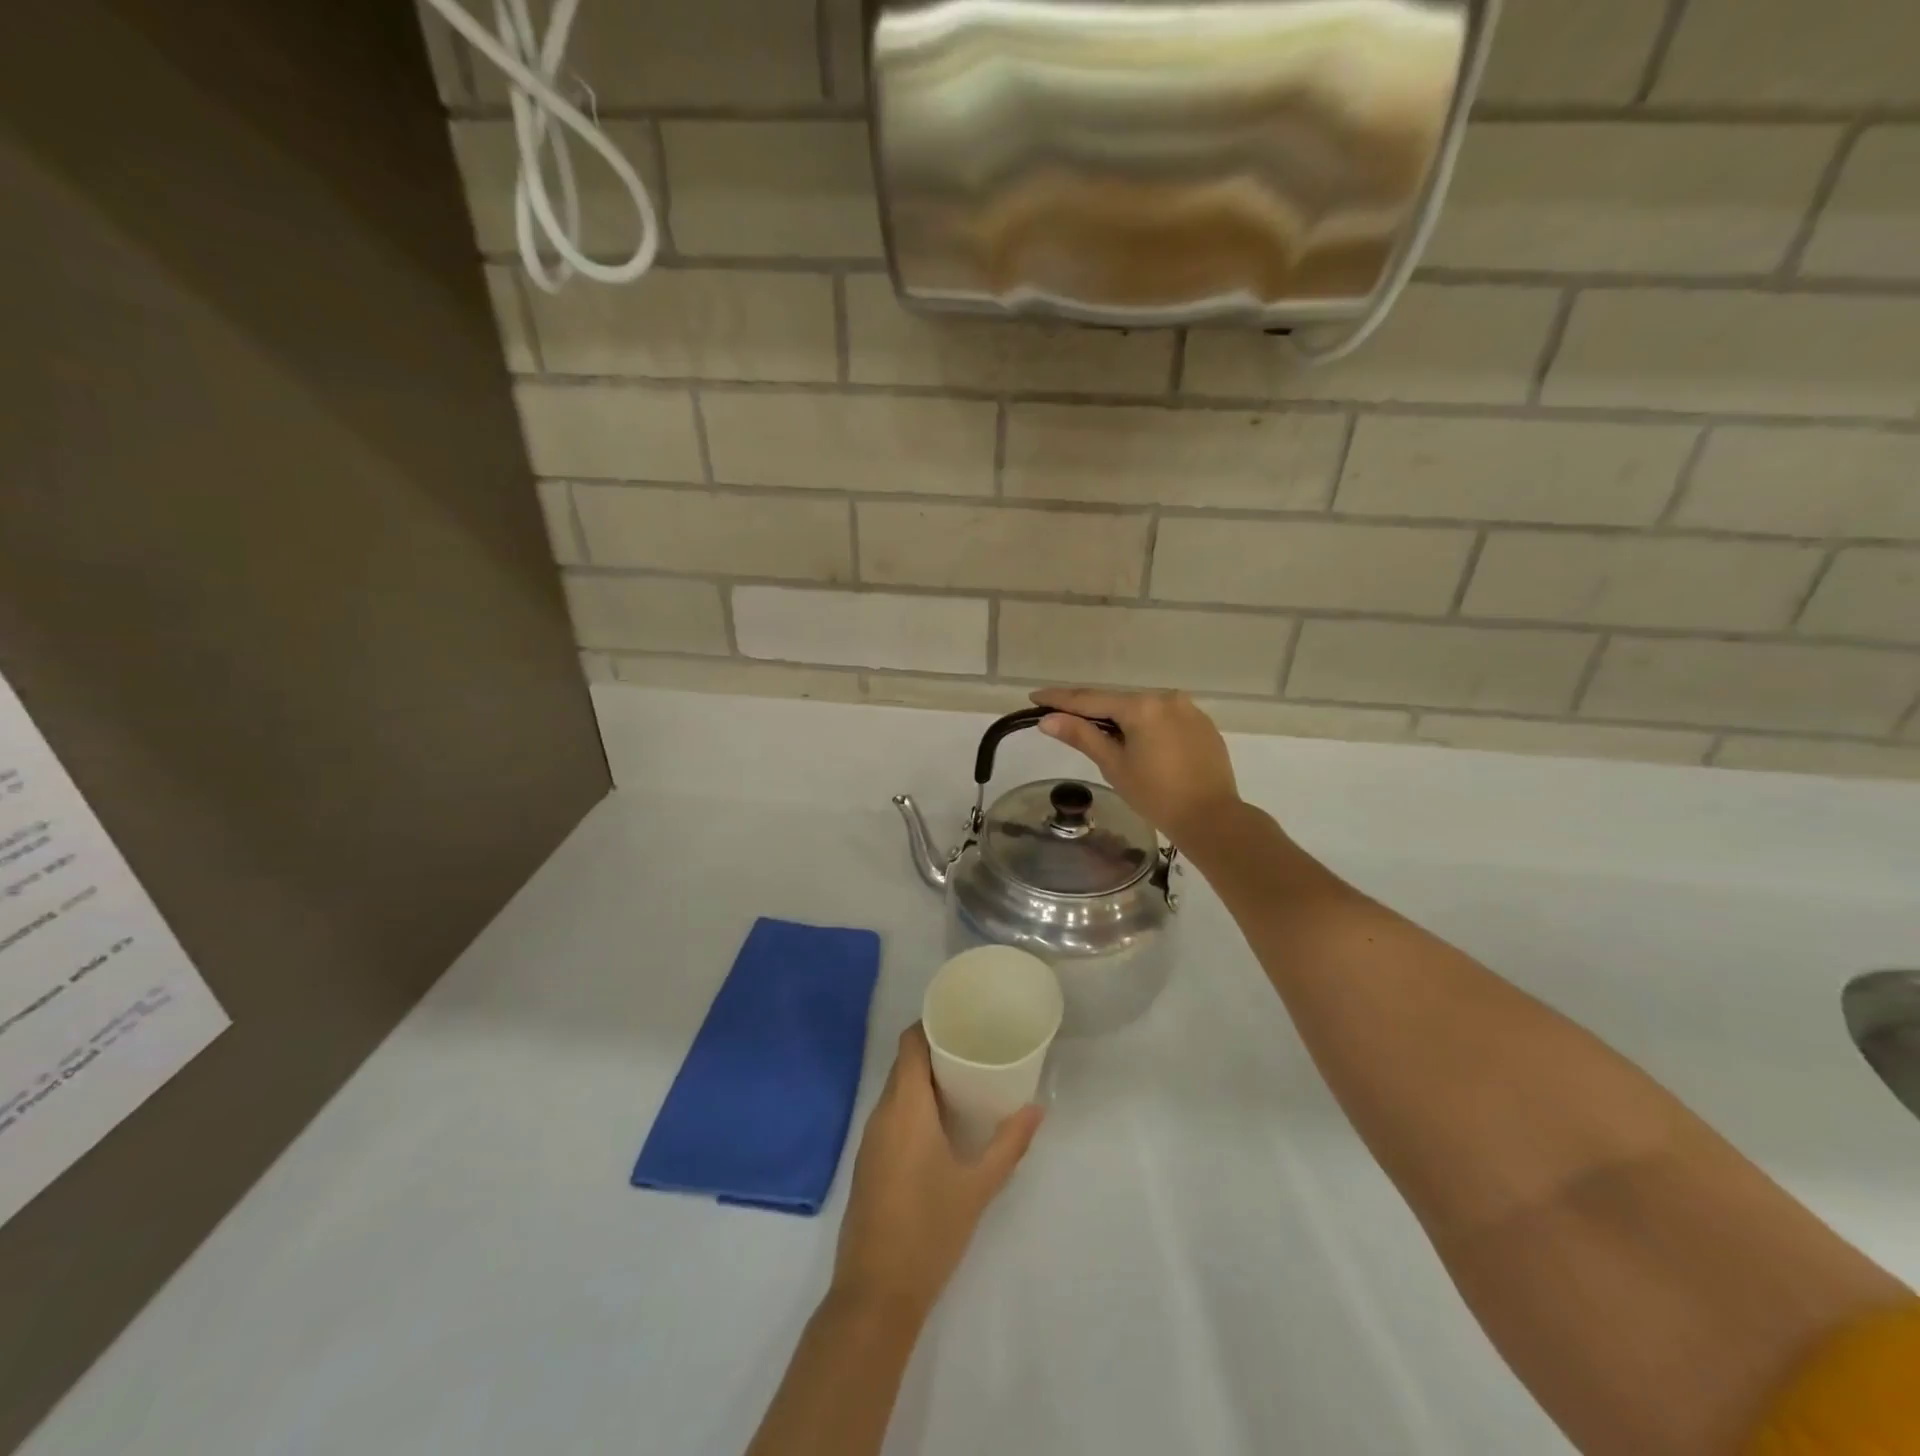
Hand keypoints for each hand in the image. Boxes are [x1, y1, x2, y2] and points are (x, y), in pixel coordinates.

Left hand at [832, 1026, 1042, 1318]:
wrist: (876, 1294)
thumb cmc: (929, 1230)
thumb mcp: (978, 1186)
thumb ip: (1009, 1144)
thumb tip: (1038, 1108)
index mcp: (905, 1107)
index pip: (910, 1044)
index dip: (930, 1023)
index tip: (961, 1017)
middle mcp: (882, 1114)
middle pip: (904, 1064)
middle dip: (935, 1050)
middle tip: (974, 1047)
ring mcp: (870, 1140)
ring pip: (896, 1090)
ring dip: (924, 1079)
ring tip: (964, 1079)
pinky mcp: (868, 1162)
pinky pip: (891, 1115)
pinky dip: (913, 1105)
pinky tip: (941, 1121)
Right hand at [1030, 687, 1241, 846]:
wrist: (1212, 819)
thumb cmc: (1156, 796)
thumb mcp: (1114, 765)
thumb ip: (1082, 736)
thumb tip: (1047, 720)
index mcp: (1141, 706)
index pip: (1090, 699)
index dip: (1060, 699)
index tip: (1035, 697)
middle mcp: (1166, 697)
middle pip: (1117, 700)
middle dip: (1089, 708)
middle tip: (1060, 716)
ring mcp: (1188, 709)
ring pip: (1141, 708)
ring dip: (1118, 717)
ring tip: (1096, 732)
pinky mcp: (1202, 724)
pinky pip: (1163, 717)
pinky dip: (1144, 725)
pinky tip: (1136, 742)